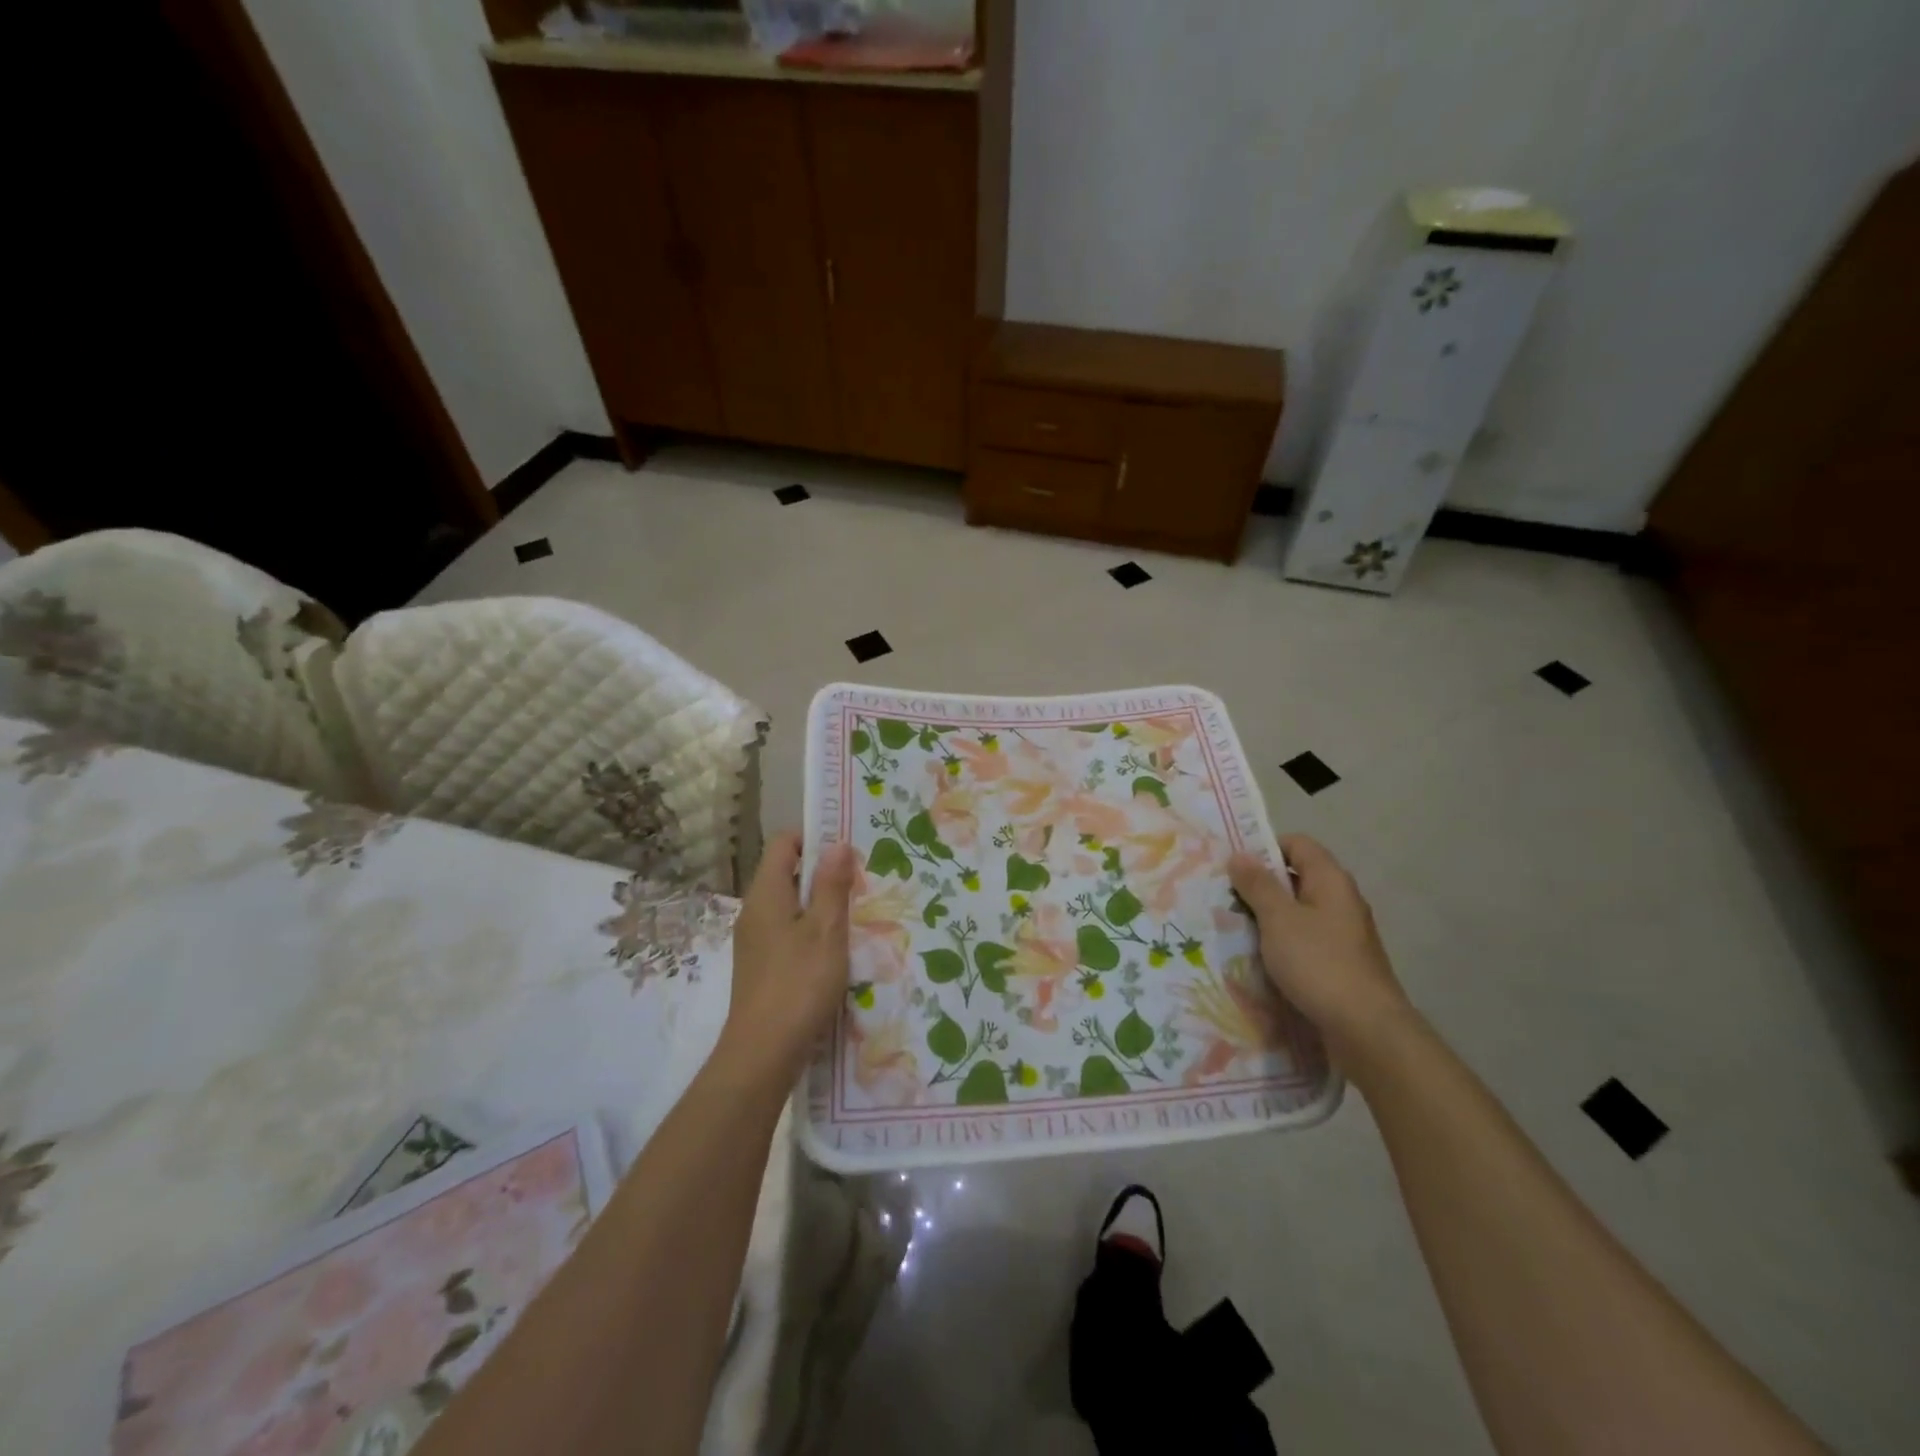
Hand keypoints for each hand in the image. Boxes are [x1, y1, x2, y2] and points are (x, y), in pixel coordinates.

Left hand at [718, 831, 857, 1084]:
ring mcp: (755, 940)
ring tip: (855, 915)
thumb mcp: (826, 930)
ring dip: (819, 904)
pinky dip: (810, 930)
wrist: (762, 1053)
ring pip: (789, 905)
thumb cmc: (799, 984)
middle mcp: (754, 910)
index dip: (814, 838)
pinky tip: (835, 950)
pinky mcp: (761, 965)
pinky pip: (787, 931)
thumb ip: (831, 885)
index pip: (784, 843)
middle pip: (787, 873)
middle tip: (860, 883)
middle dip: (823, 873)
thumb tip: (837, 843)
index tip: (848, 851)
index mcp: (766, 894)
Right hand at [1229, 835, 1411, 1065]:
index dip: (1264, 848)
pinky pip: (1304, 940)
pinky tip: (1258, 957)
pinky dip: (1281, 943)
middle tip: (1224, 896)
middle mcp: (1341, 900)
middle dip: (1260, 885)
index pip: (1297, 844)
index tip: (1233, 865)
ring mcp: (1343, 933)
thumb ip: (1257, 885)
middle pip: (1296, 878)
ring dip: (1267, 917)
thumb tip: (1239, 854)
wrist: (1366, 1030)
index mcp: (1331, 880)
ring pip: (1298, 912)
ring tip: (1233, 927)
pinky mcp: (1340, 962)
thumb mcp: (1278, 919)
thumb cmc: (1319, 964)